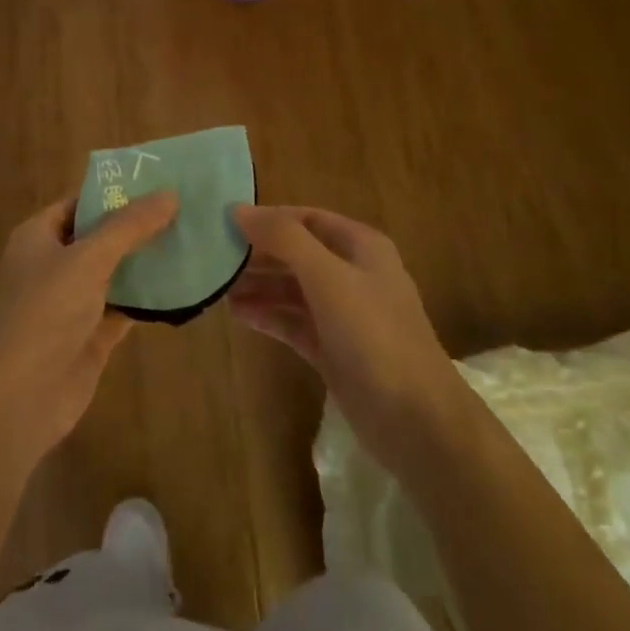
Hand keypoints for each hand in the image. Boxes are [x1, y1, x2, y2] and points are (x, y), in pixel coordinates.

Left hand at [0, 191, 178, 456]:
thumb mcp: (87, 259)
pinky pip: (123, 308)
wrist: (18, 399)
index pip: (80, 203)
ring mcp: (70, 303)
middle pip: (100, 237)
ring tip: (193, 241)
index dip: (116, 192)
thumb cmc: (44, 314)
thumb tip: (169, 193)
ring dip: (146, 262)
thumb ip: (129, 226)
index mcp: (37, 237)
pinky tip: (183, 286)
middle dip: (138, 227)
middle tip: (187, 210)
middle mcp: (52, 265)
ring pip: (114, 274)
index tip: (160, 183)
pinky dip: (148, 299)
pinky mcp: (89, 336)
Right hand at [229, 205, 466, 472]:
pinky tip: (237, 314)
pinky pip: (293, 322)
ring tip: (216, 286)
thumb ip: (284, 240)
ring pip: (292, 289)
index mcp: (361, 247)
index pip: (307, 219)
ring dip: (258, 285)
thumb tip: (238, 210)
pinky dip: (268, 315)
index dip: (269, 218)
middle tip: (213, 256)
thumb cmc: (374, 336)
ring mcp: (344, 315)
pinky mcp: (333, 350)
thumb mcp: (328, 278)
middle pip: (297, 253)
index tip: (225, 222)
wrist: (416, 420)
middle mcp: (353, 274)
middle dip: (258, 254)